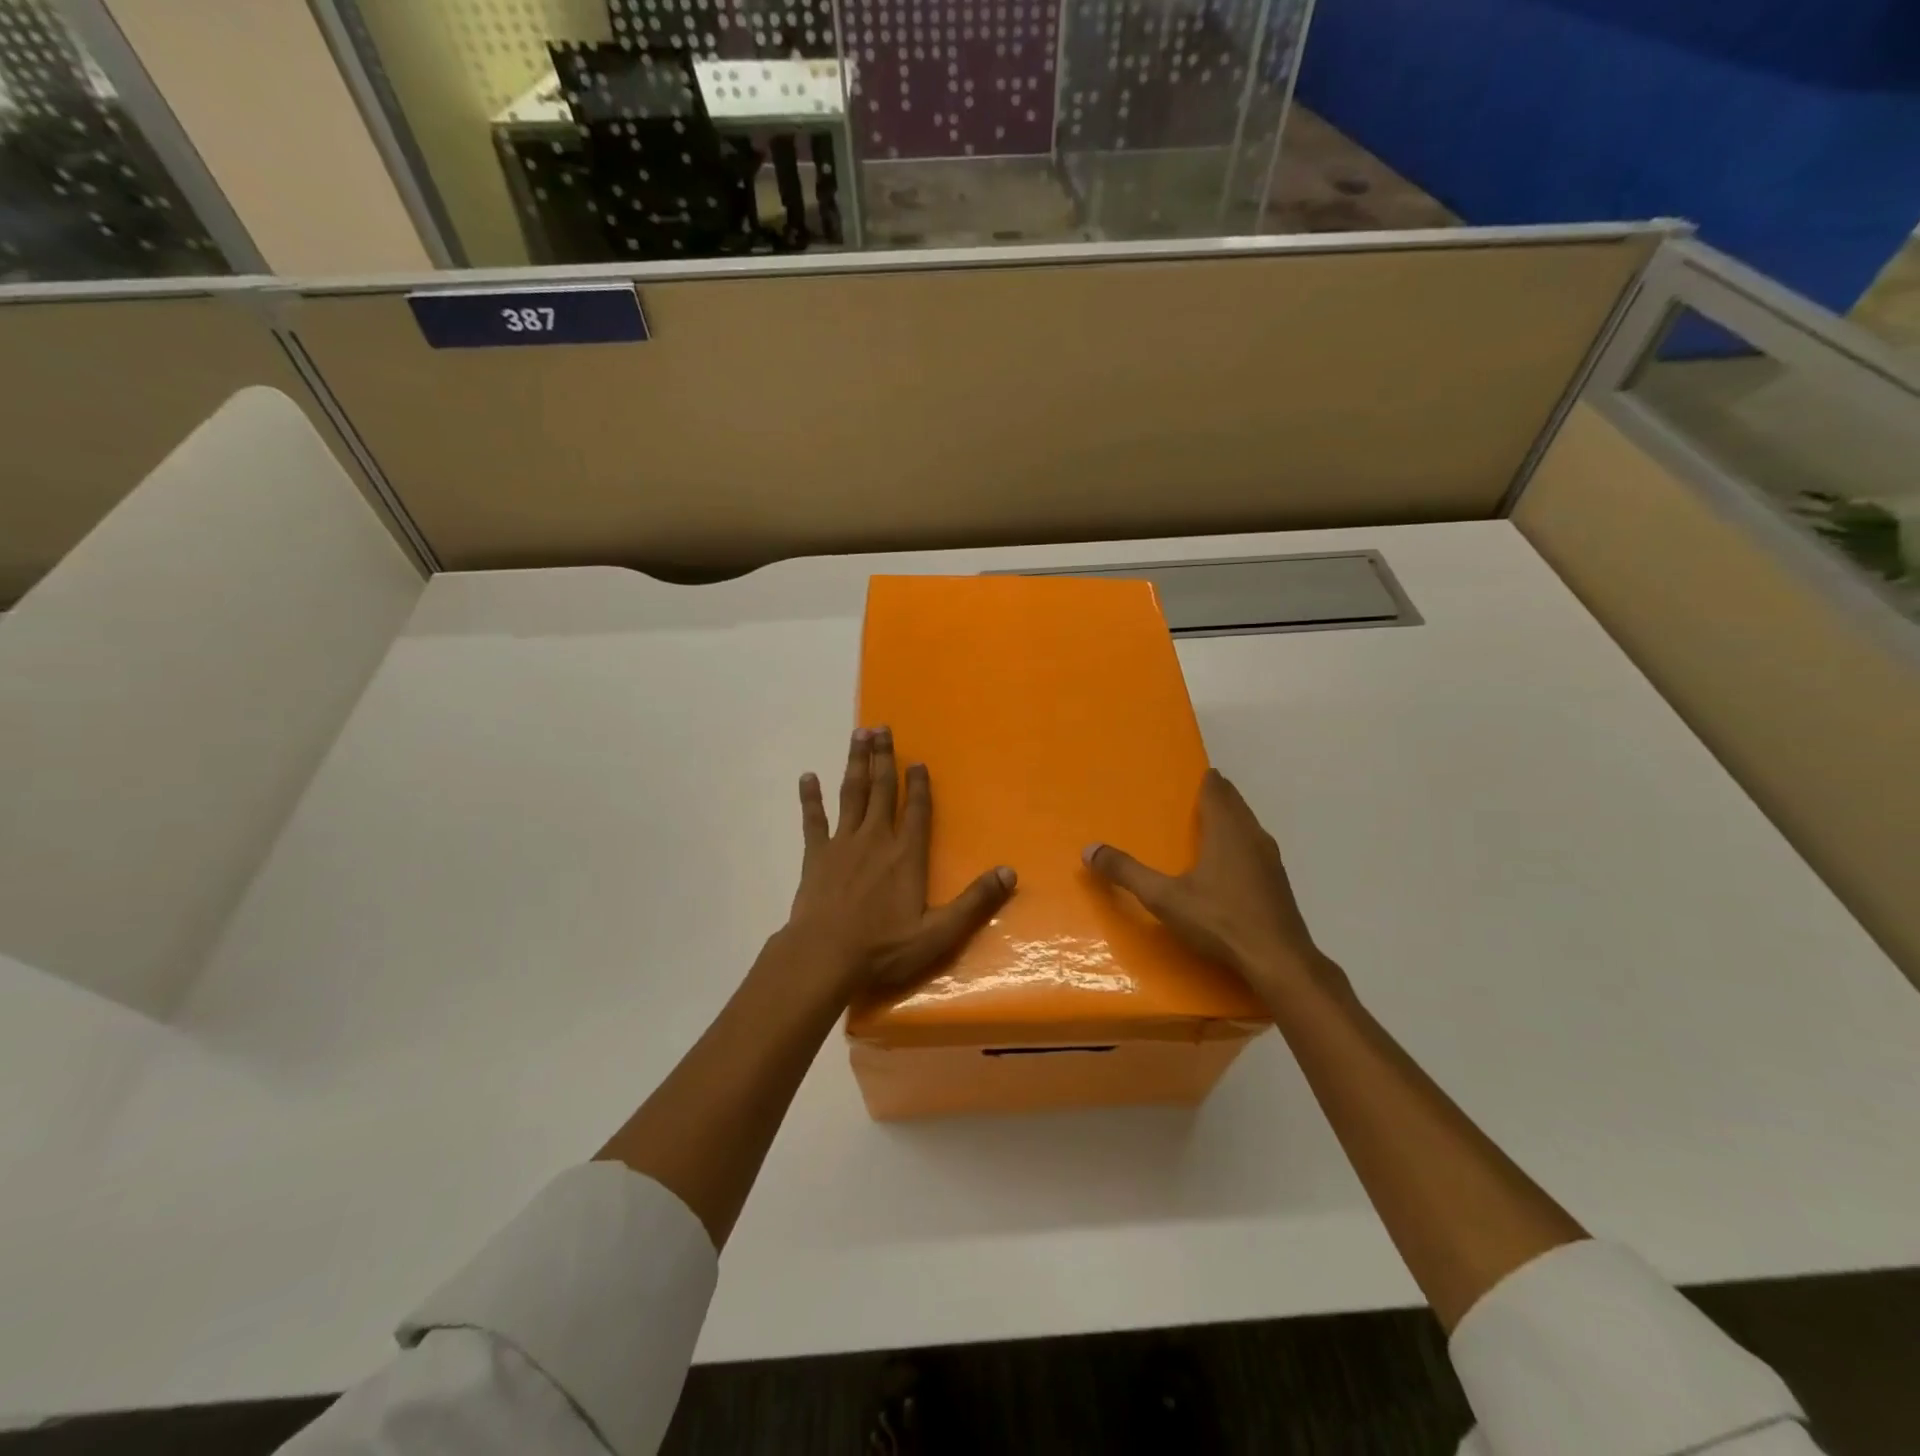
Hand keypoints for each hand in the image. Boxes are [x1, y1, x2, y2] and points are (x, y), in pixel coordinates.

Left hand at [779, 725, 1015, 1002]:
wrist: (824, 956)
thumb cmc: (883, 947)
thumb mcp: (938, 932)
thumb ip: (974, 901)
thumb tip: (1009, 872)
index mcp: (906, 856)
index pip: (916, 811)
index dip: (918, 784)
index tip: (917, 760)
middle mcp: (876, 839)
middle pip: (881, 790)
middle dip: (883, 758)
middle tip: (881, 727)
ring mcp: (842, 844)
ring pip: (851, 794)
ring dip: (856, 764)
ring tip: (858, 735)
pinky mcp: (815, 855)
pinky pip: (813, 819)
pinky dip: (810, 798)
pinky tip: (807, 777)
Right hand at [1084, 769, 1346, 1005]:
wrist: (1279, 961)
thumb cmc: (1220, 921)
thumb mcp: (1164, 898)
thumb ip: (1127, 873)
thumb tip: (1089, 850)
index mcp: (1227, 831)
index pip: (1218, 791)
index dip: (1207, 780)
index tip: (1195, 773)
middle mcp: (1252, 837)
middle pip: (1235, 805)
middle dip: (1218, 796)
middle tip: (1196, 794)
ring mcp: (1270, 861)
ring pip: (1249, 827)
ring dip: (1232, 819)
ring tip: (1211, 824)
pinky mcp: (1278, 884)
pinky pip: (1256, 849)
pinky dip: (1241, 843)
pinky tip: (1231, 863)